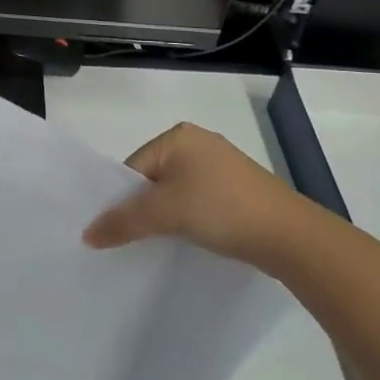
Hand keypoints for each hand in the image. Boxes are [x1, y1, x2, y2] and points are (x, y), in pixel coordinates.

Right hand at [82, 121, 307, 265]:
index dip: (123, 199)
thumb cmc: (221, 209)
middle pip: (153, 179)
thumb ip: (122, 221)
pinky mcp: (239, 190)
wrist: (292, 237)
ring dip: (167, 217)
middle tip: (136, 239)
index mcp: (178, 135)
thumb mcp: (164, 213)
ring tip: (163, 243)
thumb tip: (87, 235)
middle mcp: (198, 143)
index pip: (133, 167)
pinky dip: (190, 220)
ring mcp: (222, 166)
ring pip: (176, 193)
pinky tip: (193, 240)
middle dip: (144, 208)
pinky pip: (199, 202)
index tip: (118, 230)